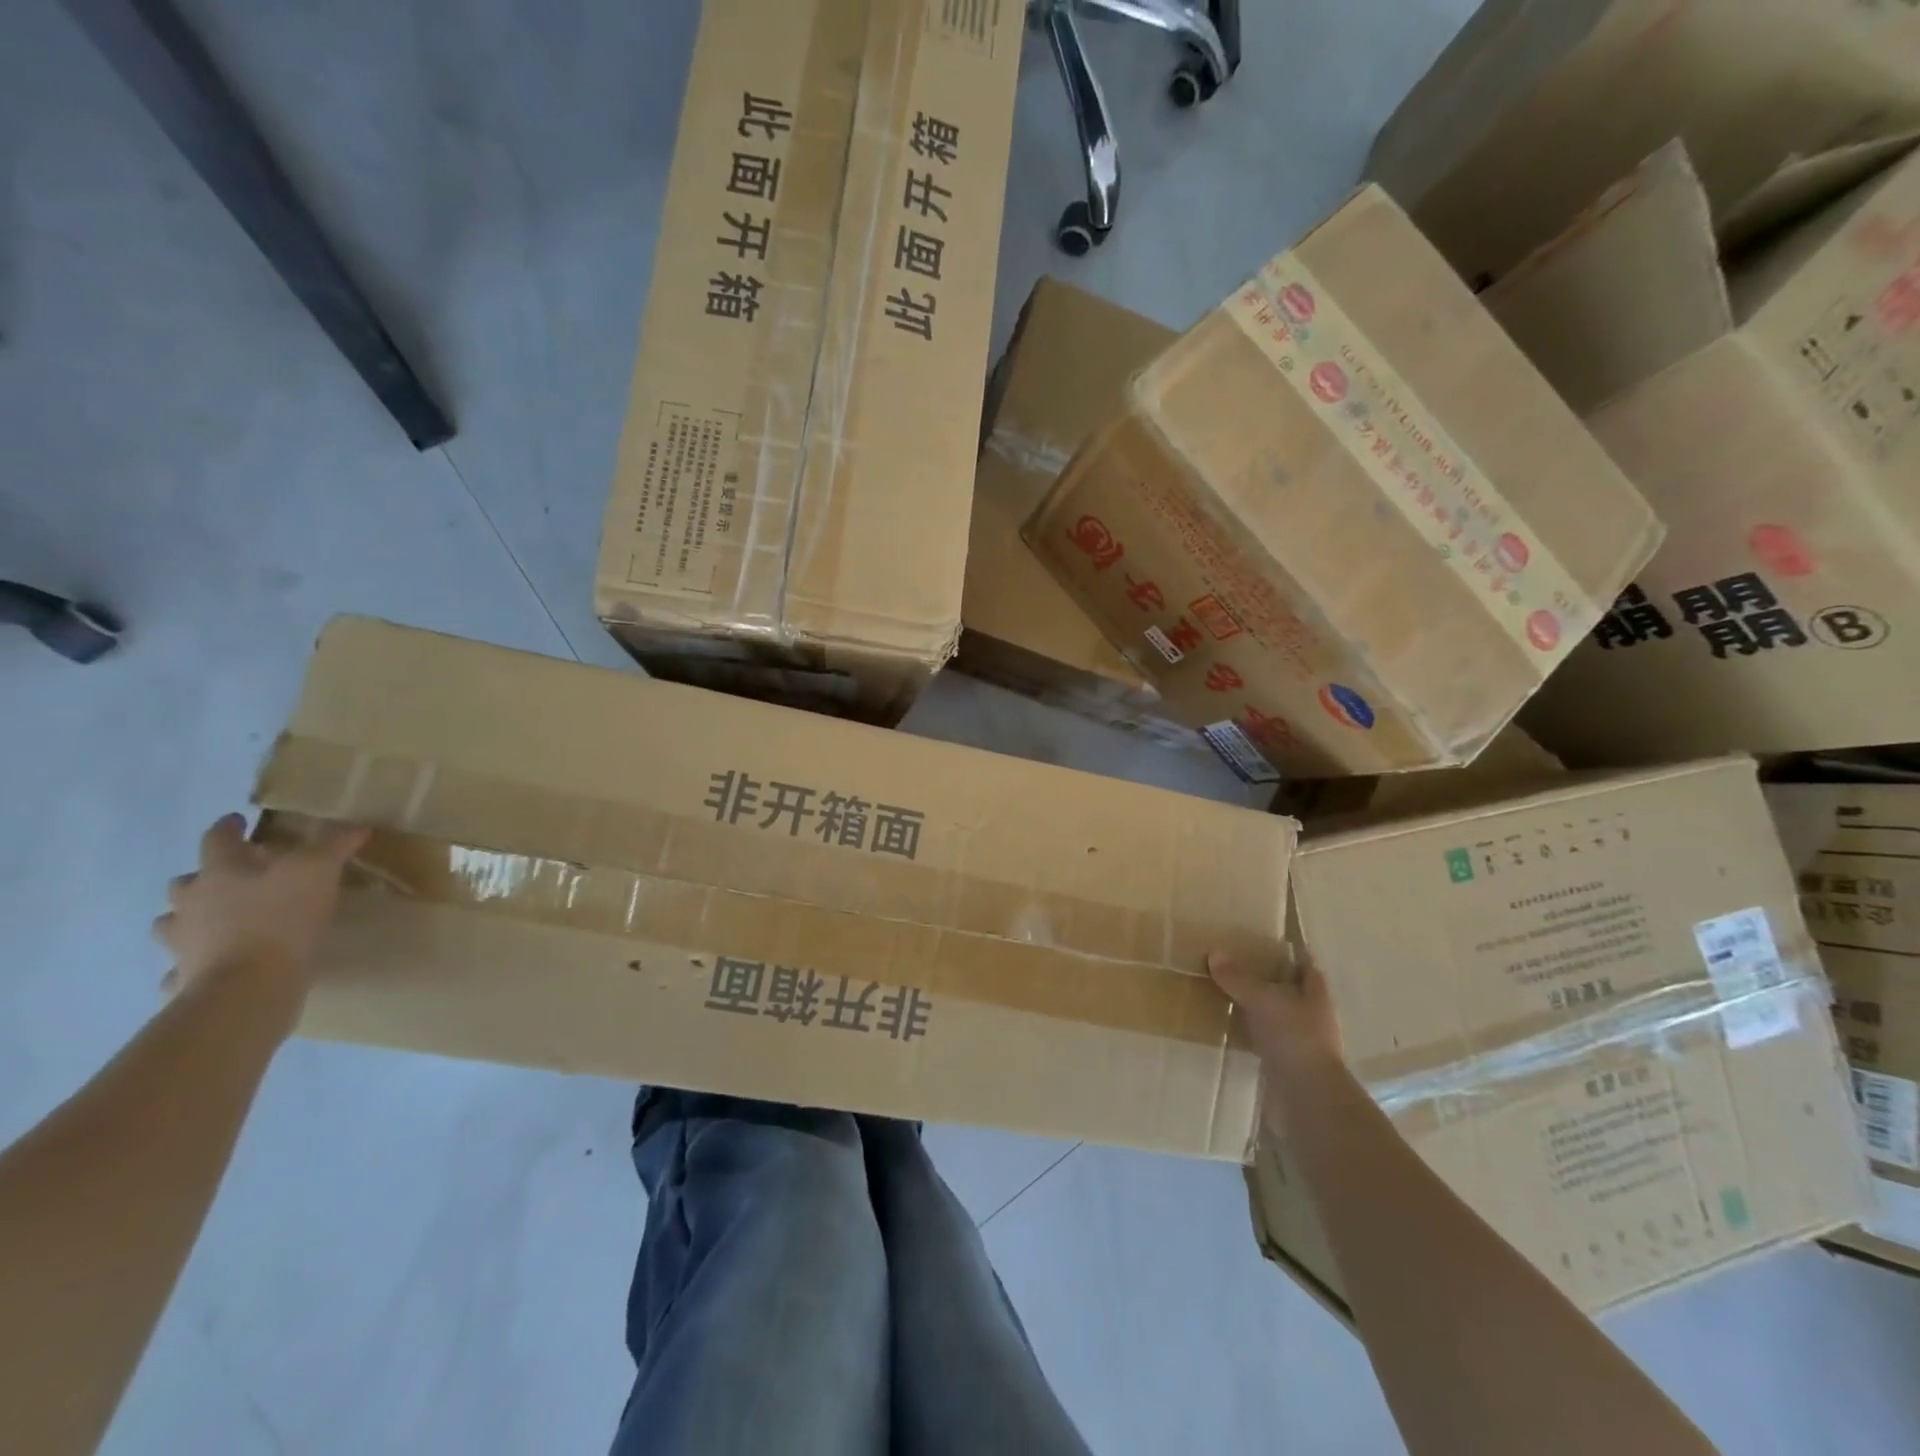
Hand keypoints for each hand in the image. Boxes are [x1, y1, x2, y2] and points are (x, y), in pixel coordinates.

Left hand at [154, 814, 366, 1003]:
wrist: (250, 984)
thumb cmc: (281, 917)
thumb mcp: (319, 869)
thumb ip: (335, 844)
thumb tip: (356, 827)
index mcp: (220, 872)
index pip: (218, 839)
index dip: (229, 827)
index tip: (238, 821)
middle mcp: (191, 902)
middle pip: (186, 883)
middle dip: (204, 878)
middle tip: (231, 879)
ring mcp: (181, 942)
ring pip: (173, 923)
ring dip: (189, 919)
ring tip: (214, 923)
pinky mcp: (185, 976)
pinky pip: (181, 968)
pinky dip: (191, 964)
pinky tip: (209, 967)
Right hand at [1209, 948, 1342, 1129]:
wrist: (1307, 1098)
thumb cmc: (1294, 1038)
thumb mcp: (1262, 1000)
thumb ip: (1238, 979)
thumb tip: (1215, 954)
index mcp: (1316, 996)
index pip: (1307, 967)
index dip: (1292, 955)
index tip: (1268, 944)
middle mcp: (1313, 1017)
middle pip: (1292, 992)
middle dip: (1270, 981)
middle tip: (1239, 966)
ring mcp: (1302, 1044)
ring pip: (1278, 1018)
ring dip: (1258, 1009)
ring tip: (1228, 995)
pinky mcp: (1287, 1066)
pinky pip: (1266, 1042)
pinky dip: (1251, 1035)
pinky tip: (1230, 1029)